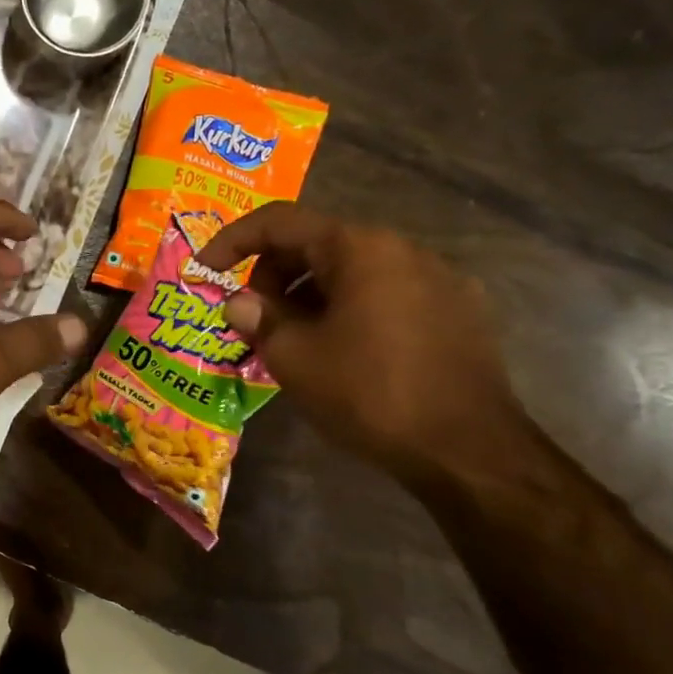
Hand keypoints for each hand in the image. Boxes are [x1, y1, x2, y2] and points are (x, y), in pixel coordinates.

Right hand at [197, 205, 530, 485]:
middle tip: (252, 318)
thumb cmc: (369, 393)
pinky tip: (343, 351)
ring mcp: (439, 279)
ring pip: (353, 271)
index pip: (280, 222)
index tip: (204, 270)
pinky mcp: (460, 312)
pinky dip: (350, 308)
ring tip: (292, 339)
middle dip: (273, 274)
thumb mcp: (293, 357)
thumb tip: (239, 303)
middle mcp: (403, 249)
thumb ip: (258, 319)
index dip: (232, 241)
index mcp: (360, 248)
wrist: (469, 451)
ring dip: (310, 294)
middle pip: (318, 243)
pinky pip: (387, 294)